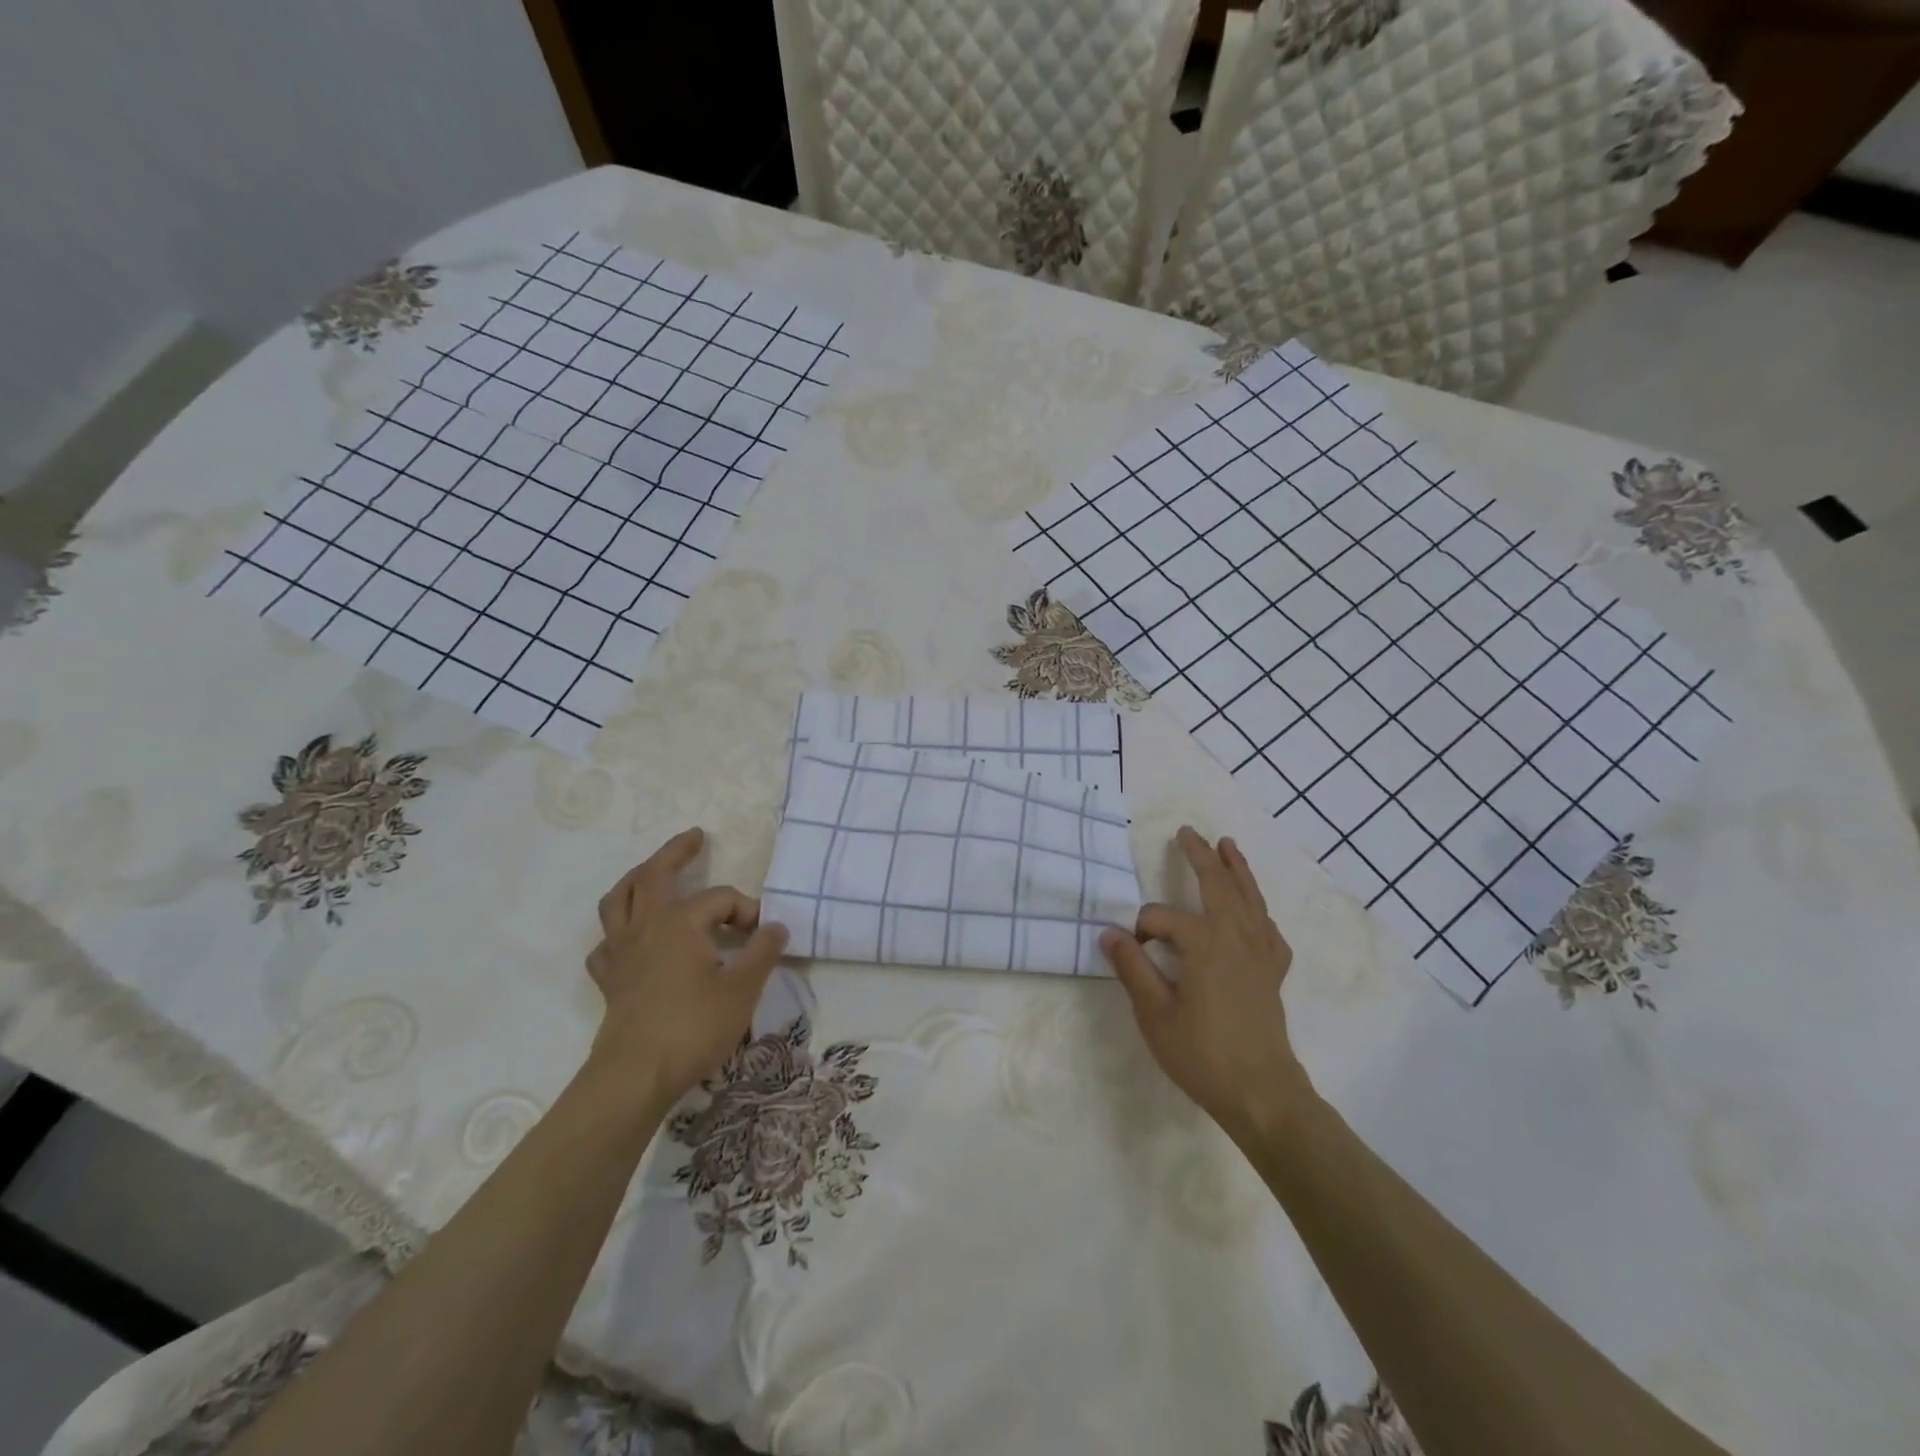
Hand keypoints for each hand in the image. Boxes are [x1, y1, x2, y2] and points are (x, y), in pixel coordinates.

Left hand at [584, 827, 788, 1107]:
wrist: (635, 1076)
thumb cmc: (693, 1027)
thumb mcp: (743, 988)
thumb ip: (763, 952)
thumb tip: (776, 927)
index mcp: (680, 921)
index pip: (721, 899)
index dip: (747, 911)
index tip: (763, 936)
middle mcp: (646, 926)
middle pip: (654, 875)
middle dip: (677, 852)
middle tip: (696, 838)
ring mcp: (622, 951)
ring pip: (619, 900)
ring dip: (636, 879)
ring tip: (651, 873)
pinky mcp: (610, 979)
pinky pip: (607, 944)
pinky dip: (617, 933)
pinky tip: (629, 940)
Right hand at [1101, 827, 1307, 1138]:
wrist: (1261, 1092)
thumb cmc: (1202, 1053)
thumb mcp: (1154, 1013)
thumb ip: (1132, 968)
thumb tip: (1109, 933)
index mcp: (1204, 943)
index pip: (1160, 919)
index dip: (1139, 931)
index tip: (1130, 952)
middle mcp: (1235, 937)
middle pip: (1217, 886)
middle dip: (1200, 857)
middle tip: (1187, 832)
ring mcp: (1259, 953)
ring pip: (1249, 899)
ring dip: (1237, 870)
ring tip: (1228, 845)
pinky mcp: (1272, 973)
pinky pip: (1268, 931)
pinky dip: (1260, 912)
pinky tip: (1255, 913)